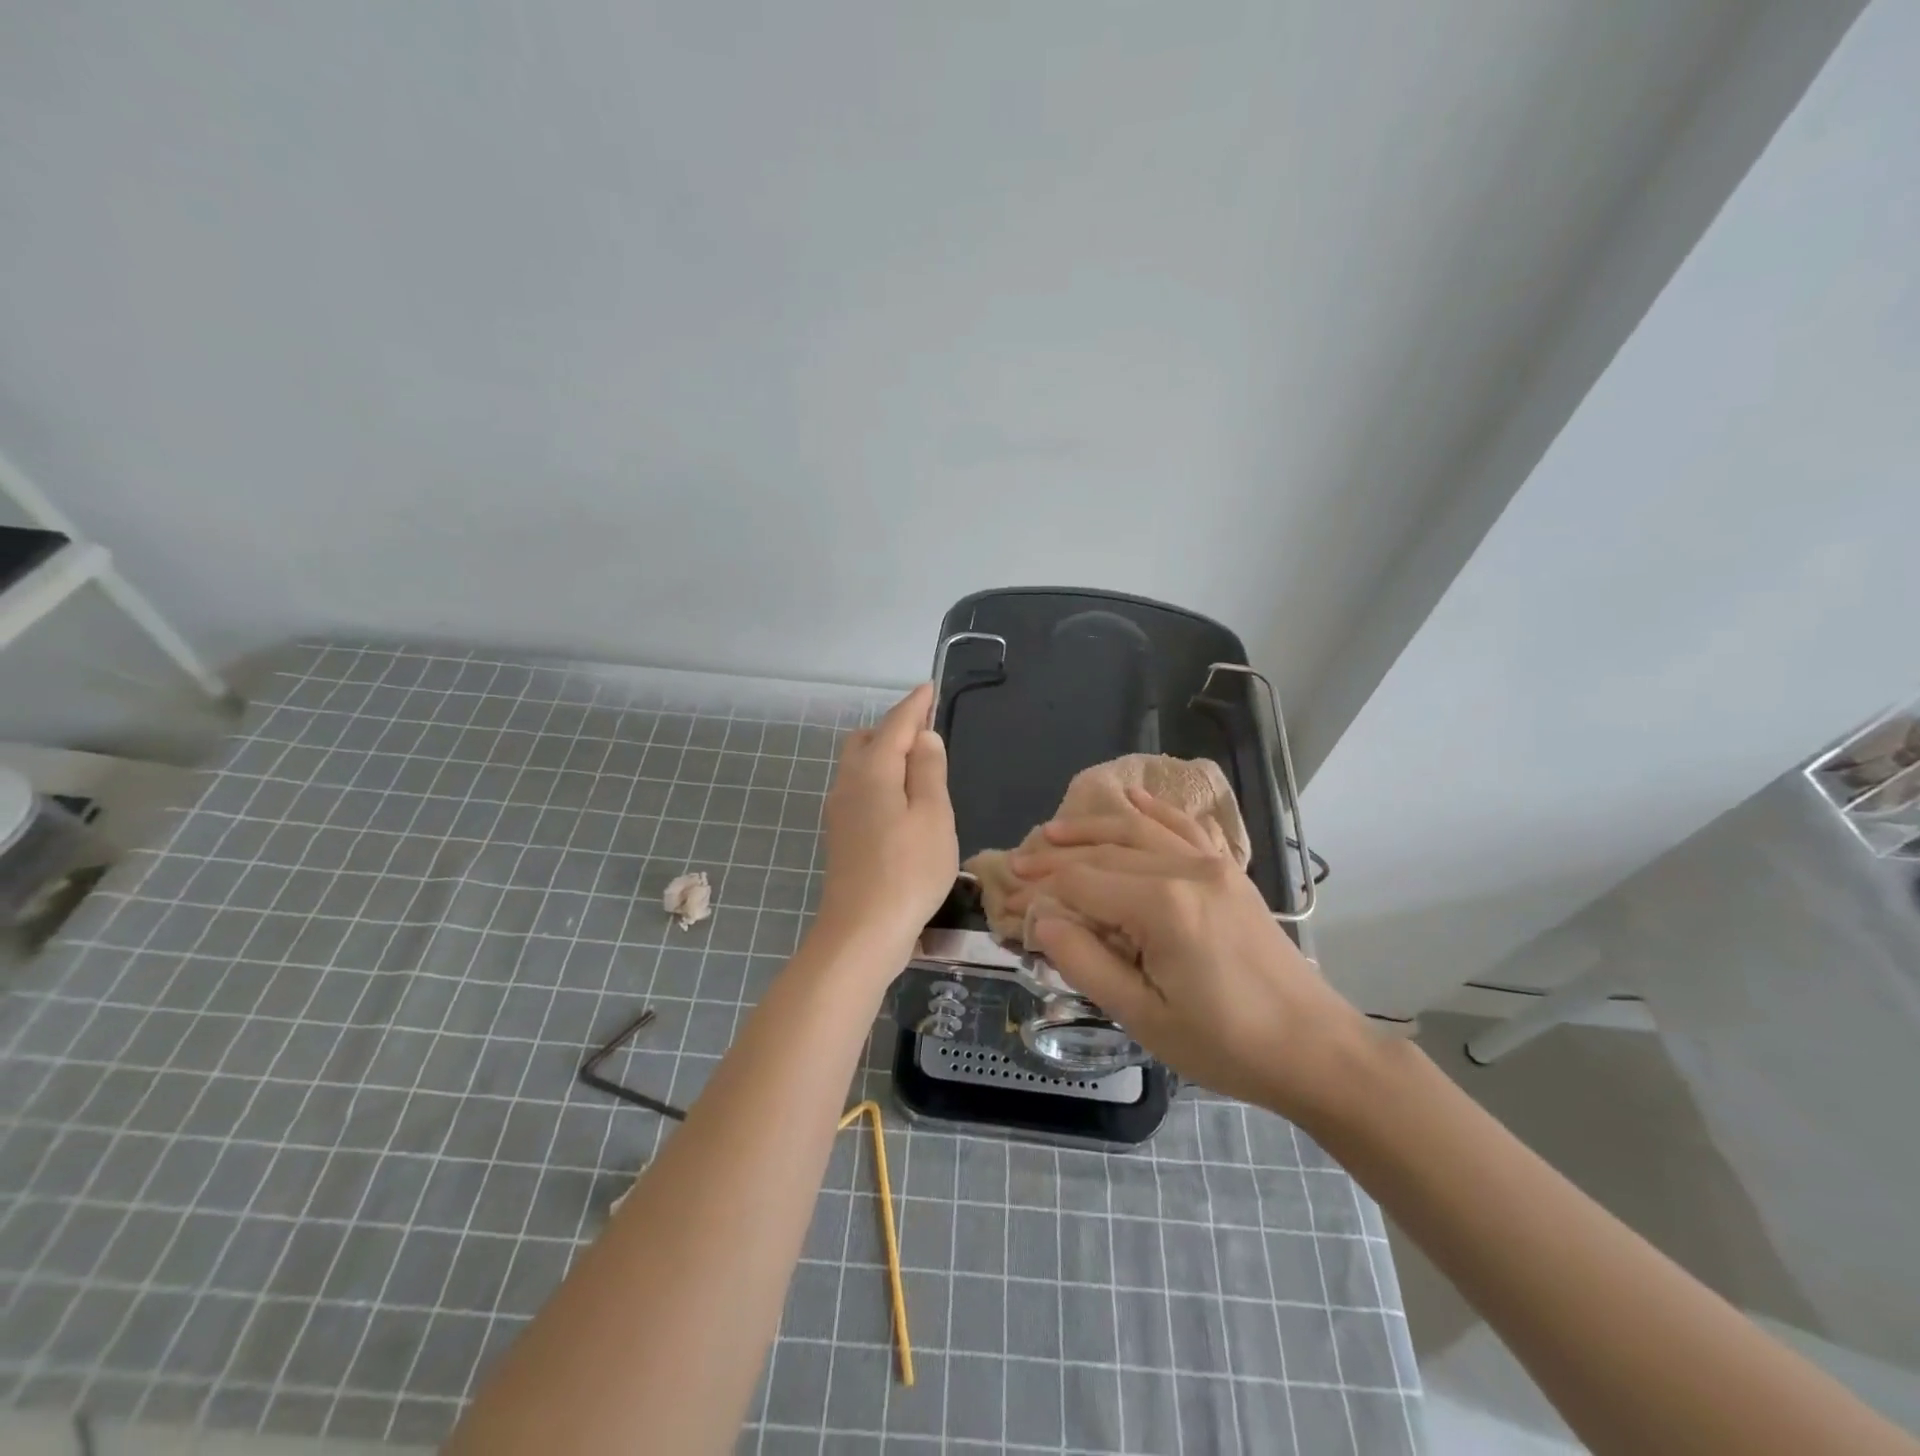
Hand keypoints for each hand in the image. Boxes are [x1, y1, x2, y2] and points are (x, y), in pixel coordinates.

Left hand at [814, 684, 957, 958]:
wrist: (861, 931)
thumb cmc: (908, 871)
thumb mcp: (933, 816)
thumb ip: (928, 771)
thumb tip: (924, 737)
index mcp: (872, 771)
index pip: (895, 724)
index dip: (915, 704)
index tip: (929, 687)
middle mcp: (848, 783)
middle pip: (867, 740)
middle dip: (895, 727)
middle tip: (928, 732)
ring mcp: (840, 811)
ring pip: (859, 765)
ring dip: (886, 754)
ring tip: (919, 765)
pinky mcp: (841, 835)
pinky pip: (860, 789)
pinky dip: (880, 780)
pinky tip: (900, 801)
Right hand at [1012, 787, 1371, 1121]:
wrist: (1315, 1048)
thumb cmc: (1226, 1044)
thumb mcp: (1145, 1017)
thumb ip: (1087, 963)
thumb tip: (1043, 921)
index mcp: (1162, 907)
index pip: (1083, 884)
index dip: (1043, 889)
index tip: (1009, 896)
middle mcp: (1185, 870)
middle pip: (1104, 854)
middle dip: (1057, 858)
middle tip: (1017, 863)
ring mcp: (1212, 865)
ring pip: (1138, 832)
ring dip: (1092, 828)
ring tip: (1052, 831)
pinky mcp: (1229, 872)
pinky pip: (1183, 829)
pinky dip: (1153, 811)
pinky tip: (1130, 797)